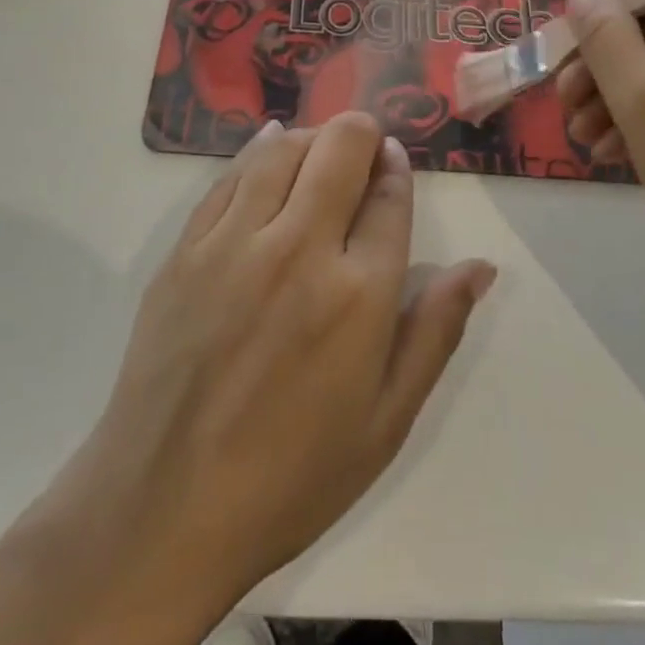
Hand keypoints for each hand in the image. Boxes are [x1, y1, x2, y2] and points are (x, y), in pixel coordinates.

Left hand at [32, 113, 495, 626]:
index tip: (394, 162)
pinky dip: (258, 149)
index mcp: (358, 294)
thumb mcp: (386, 421)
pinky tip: (269, 145)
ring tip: (321, 152)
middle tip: (364, 149)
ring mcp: (235, 242)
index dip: (396, 168)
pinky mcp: (186, 248)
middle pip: (339, 150)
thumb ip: (435, 332)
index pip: (389, 196)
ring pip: (283, 148)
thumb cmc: (291, 477)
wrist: (163, 509)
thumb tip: (480, 267)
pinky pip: (230, 175)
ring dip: (312, 137)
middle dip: (361, 134)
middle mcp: (299, 249)